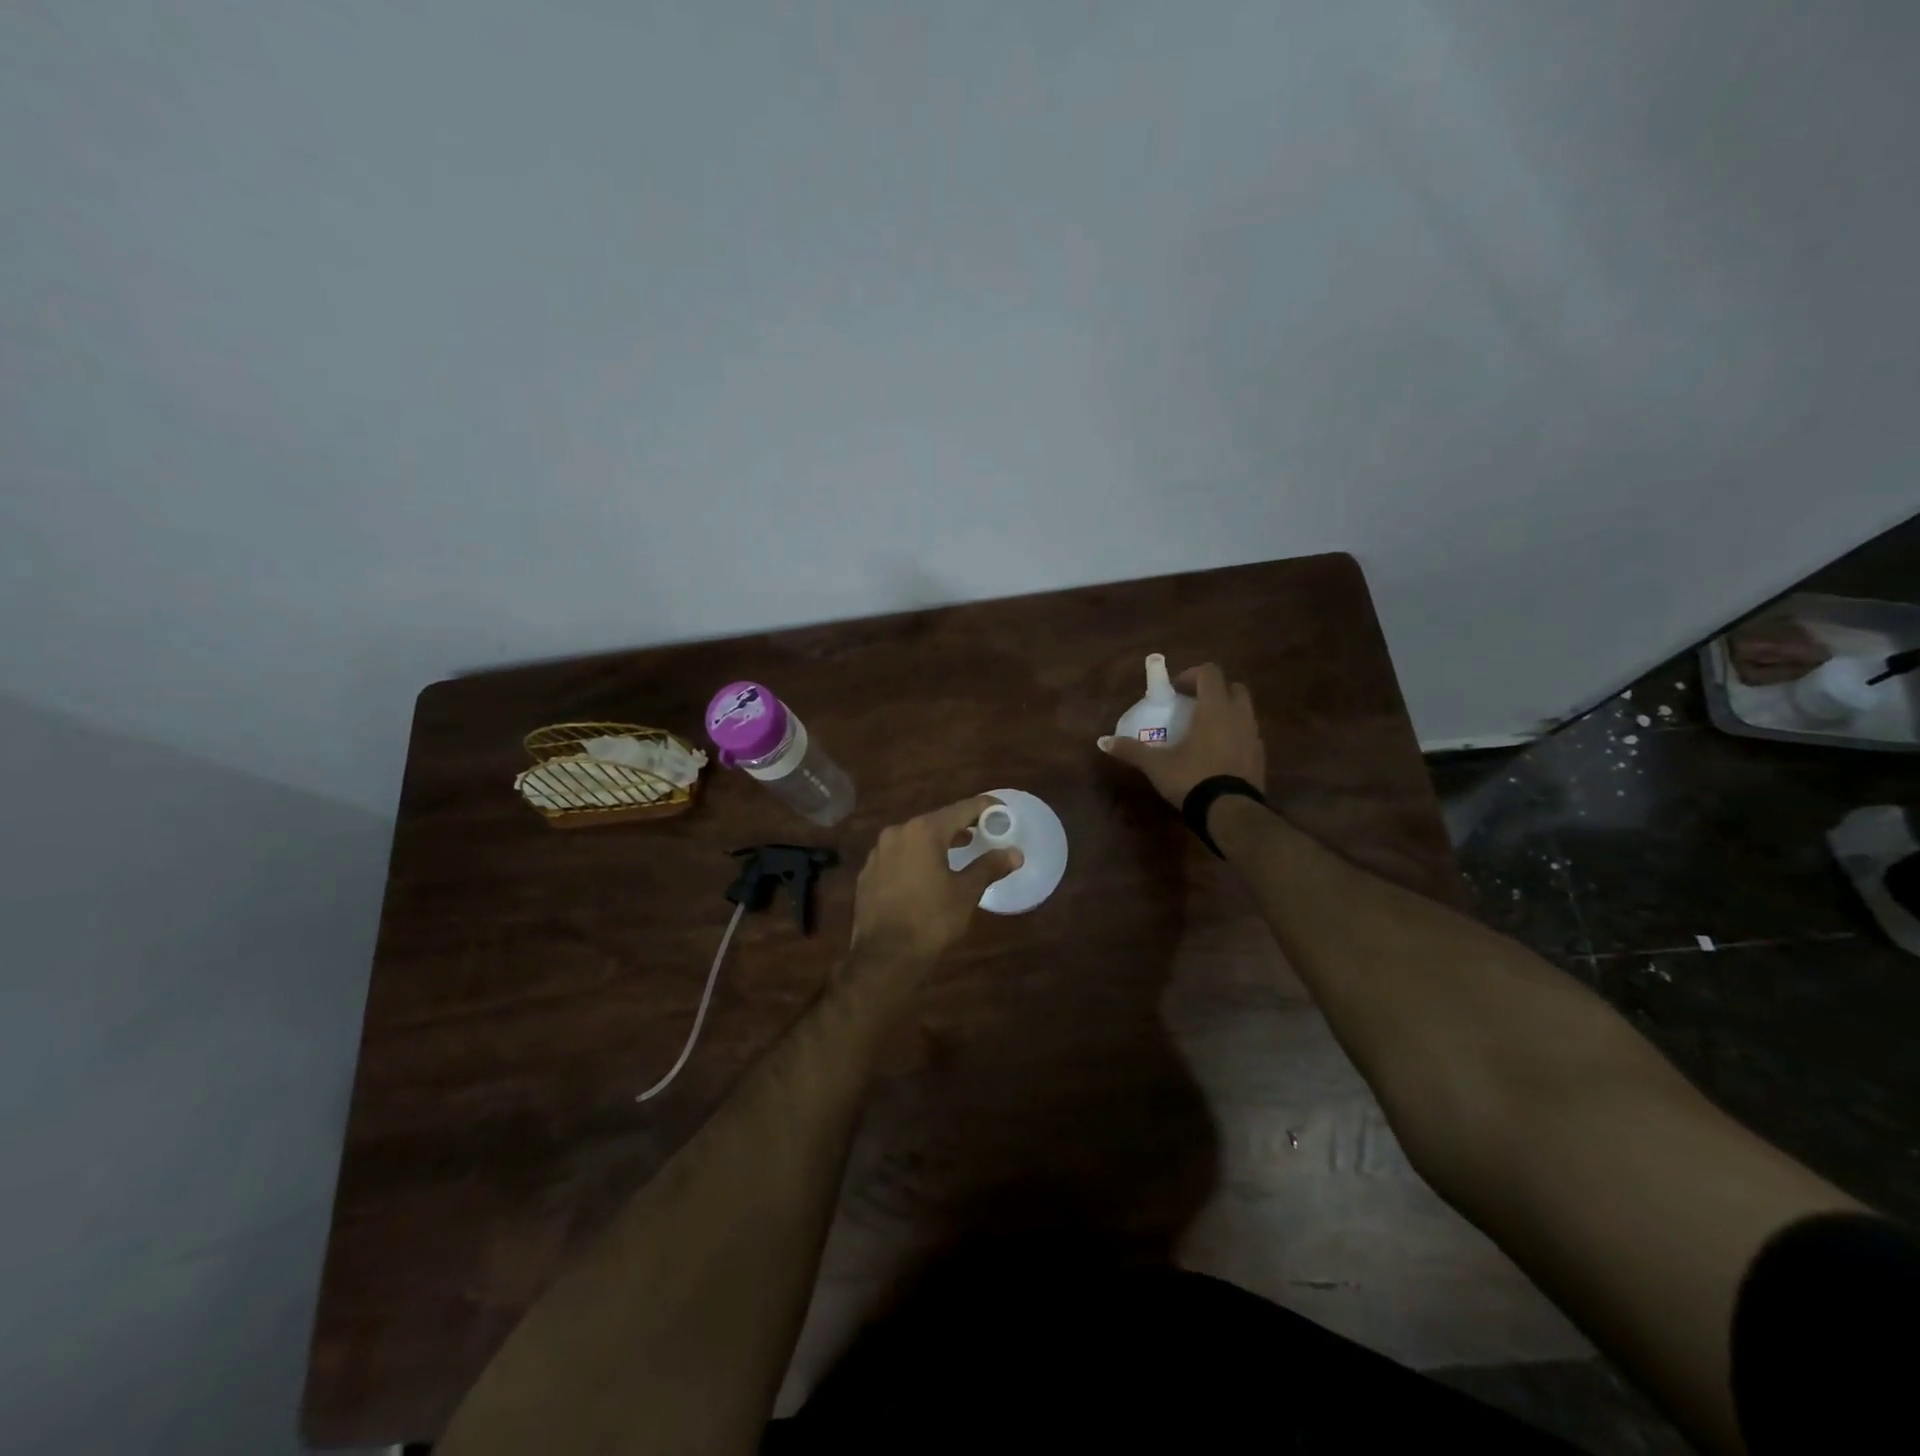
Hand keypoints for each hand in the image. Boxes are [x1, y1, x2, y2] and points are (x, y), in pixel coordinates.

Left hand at [850, 796, 1023, 967]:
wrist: (884, 956)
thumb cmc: (931, 919)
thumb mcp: (966, 892)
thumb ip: (989, 867)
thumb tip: (1015, 853)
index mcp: (923, 831)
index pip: (961, 809)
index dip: (984, 808)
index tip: (1001, 811)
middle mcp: (897, 833)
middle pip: (936, 821)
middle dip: (960, 825)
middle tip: (983, 831)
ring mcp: (878, 852)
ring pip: (914, 838)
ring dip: (937, 842)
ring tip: (958, 850)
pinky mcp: (868, 873)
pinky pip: (898, 856)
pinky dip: (916, 858)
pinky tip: (926, 874)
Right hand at [1098, 661, 1264, 807]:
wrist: (1230, 812)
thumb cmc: (1192, 778)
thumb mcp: (1156, 765)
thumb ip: (1131, 750)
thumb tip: (1103, 741)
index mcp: (1214, 708)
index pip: (1210, 673)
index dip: (1192, 675)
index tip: (1175, 690)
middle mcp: (1238, 715)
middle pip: (1233, 687)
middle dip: (1214, 690)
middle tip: (1193, 706)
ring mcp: (1253, 736)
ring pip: (1244, 711)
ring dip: (1226, 712)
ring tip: (1204, 730)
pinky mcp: (1260, 756)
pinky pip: (1249, 735)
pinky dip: (1235, 735)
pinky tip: (1218, 753)